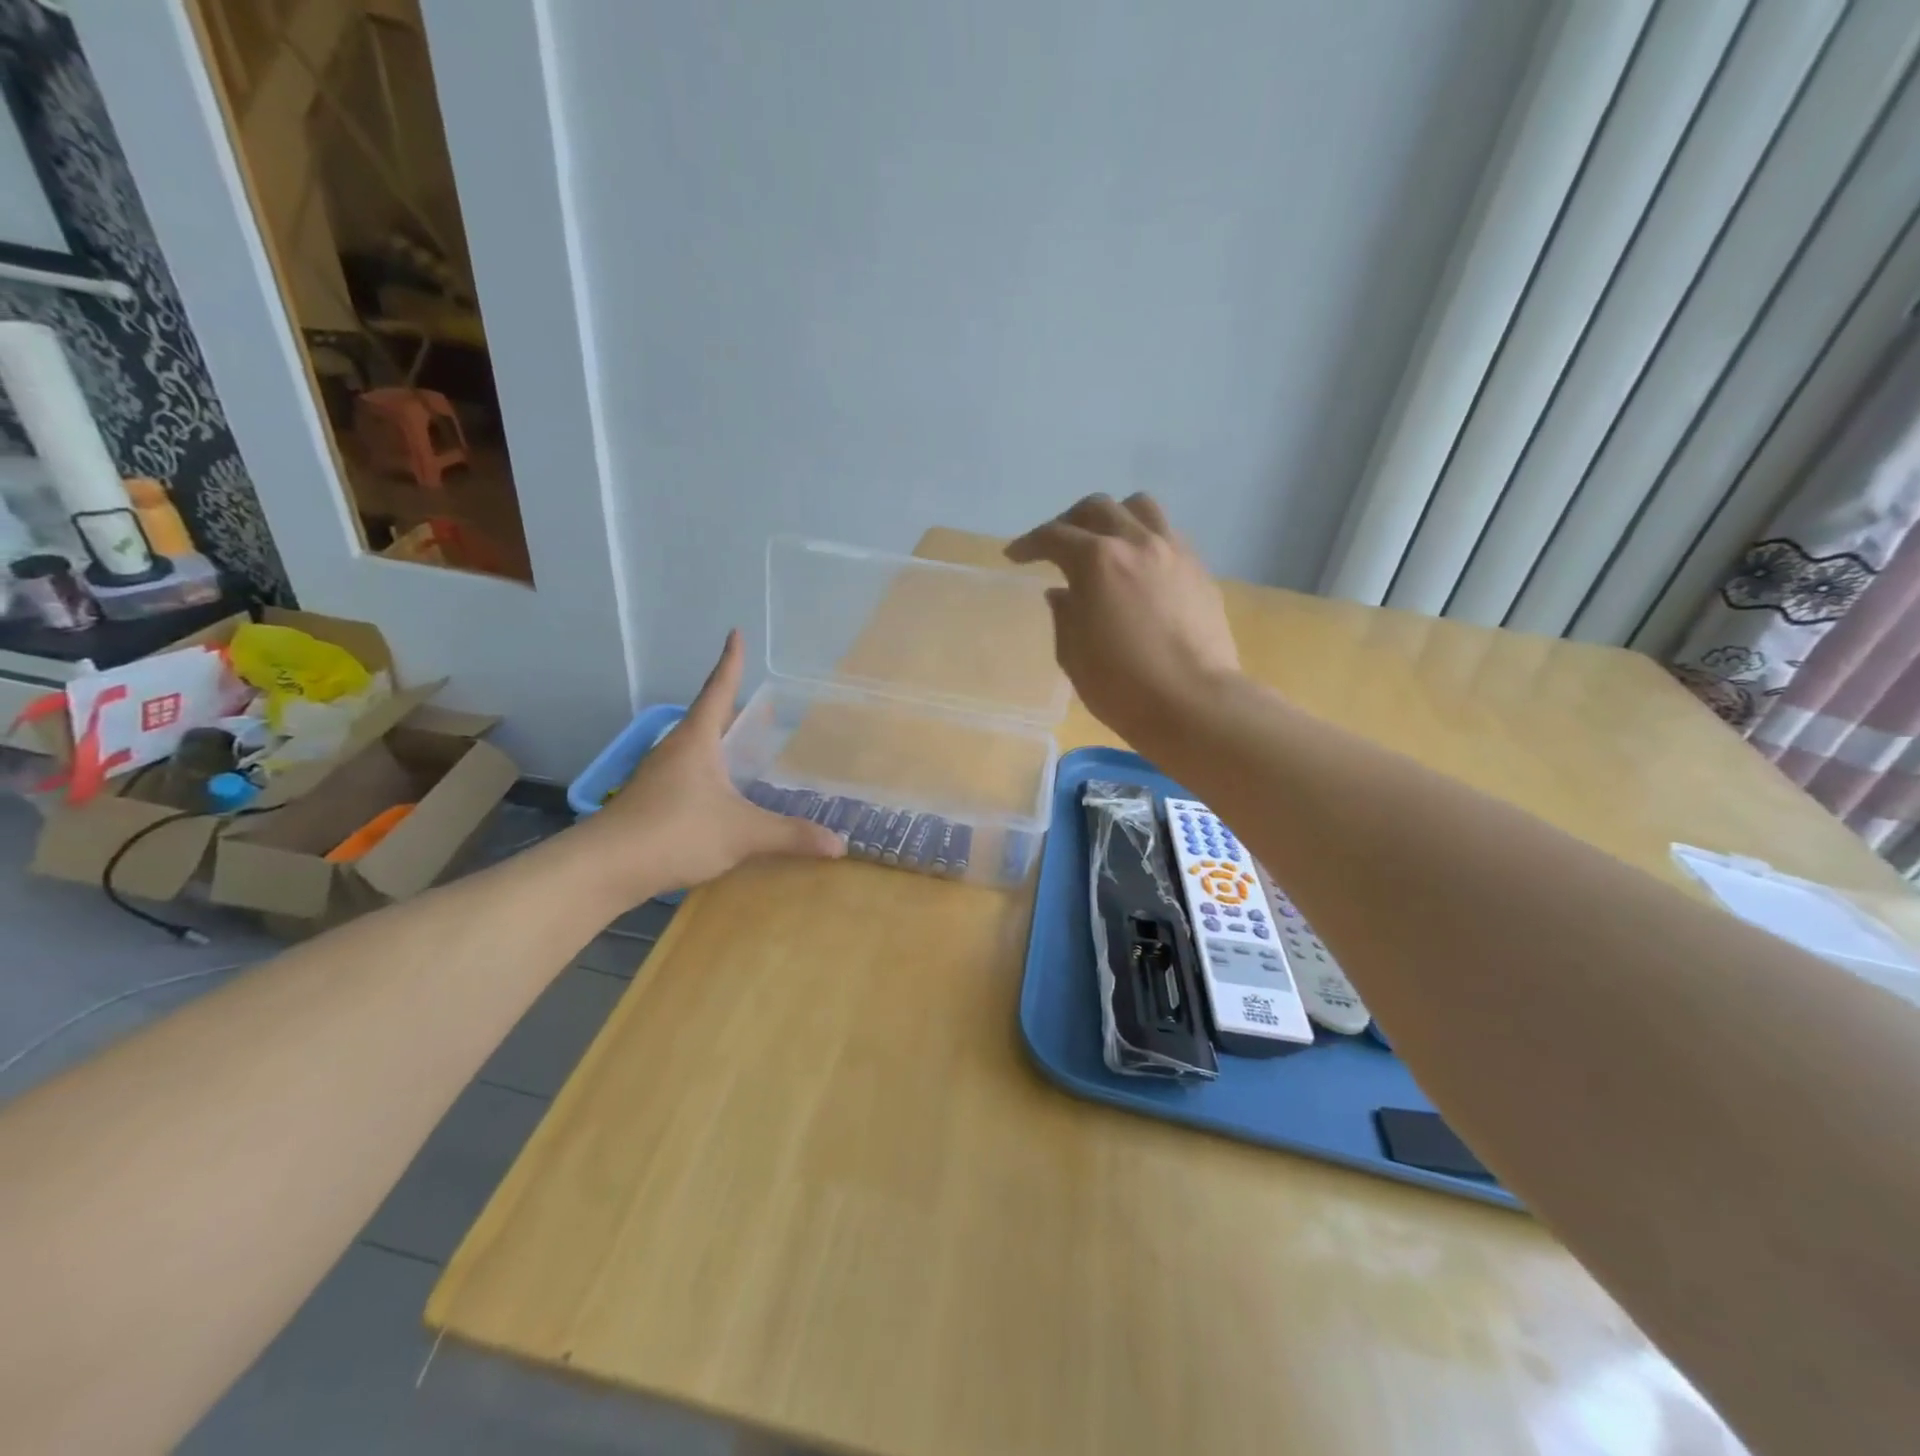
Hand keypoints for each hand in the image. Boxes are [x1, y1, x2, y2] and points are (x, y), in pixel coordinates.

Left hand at [570, 631, 844, 903]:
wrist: (604, 868)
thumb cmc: (675, 833)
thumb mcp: (742, 833)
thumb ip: (791, 835)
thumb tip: (840, 844)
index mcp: (697, 741)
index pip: (719, 690)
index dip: (731, 663)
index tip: (735, 633)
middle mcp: (676, 750)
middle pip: (708, 717)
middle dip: (734, 707)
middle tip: (764, 706)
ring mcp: (659, 776)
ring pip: (697, 748)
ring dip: (721, 741)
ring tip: (747, 746)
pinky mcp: (652, 801)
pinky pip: (689, 774)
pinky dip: (712, 771)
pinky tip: (724, 793)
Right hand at [1006, 493, 1240, 746]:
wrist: (1195, 703)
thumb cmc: (1123, 686)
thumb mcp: (1074, 655)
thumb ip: (1064, 615)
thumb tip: (1062, 593)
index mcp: (1097, 561)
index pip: (1054, 536)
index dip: (1029, 544)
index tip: (1015, 556)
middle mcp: (1136, 543)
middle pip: (1097, 509)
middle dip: (1069, 522)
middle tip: (1056, 546)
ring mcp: (1173, 552)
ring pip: (1140, 508)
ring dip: (1114, 517)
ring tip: (1104, 542)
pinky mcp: (1199, 570)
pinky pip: (1167, 534)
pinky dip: (1144, 539)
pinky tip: (1138, 568)